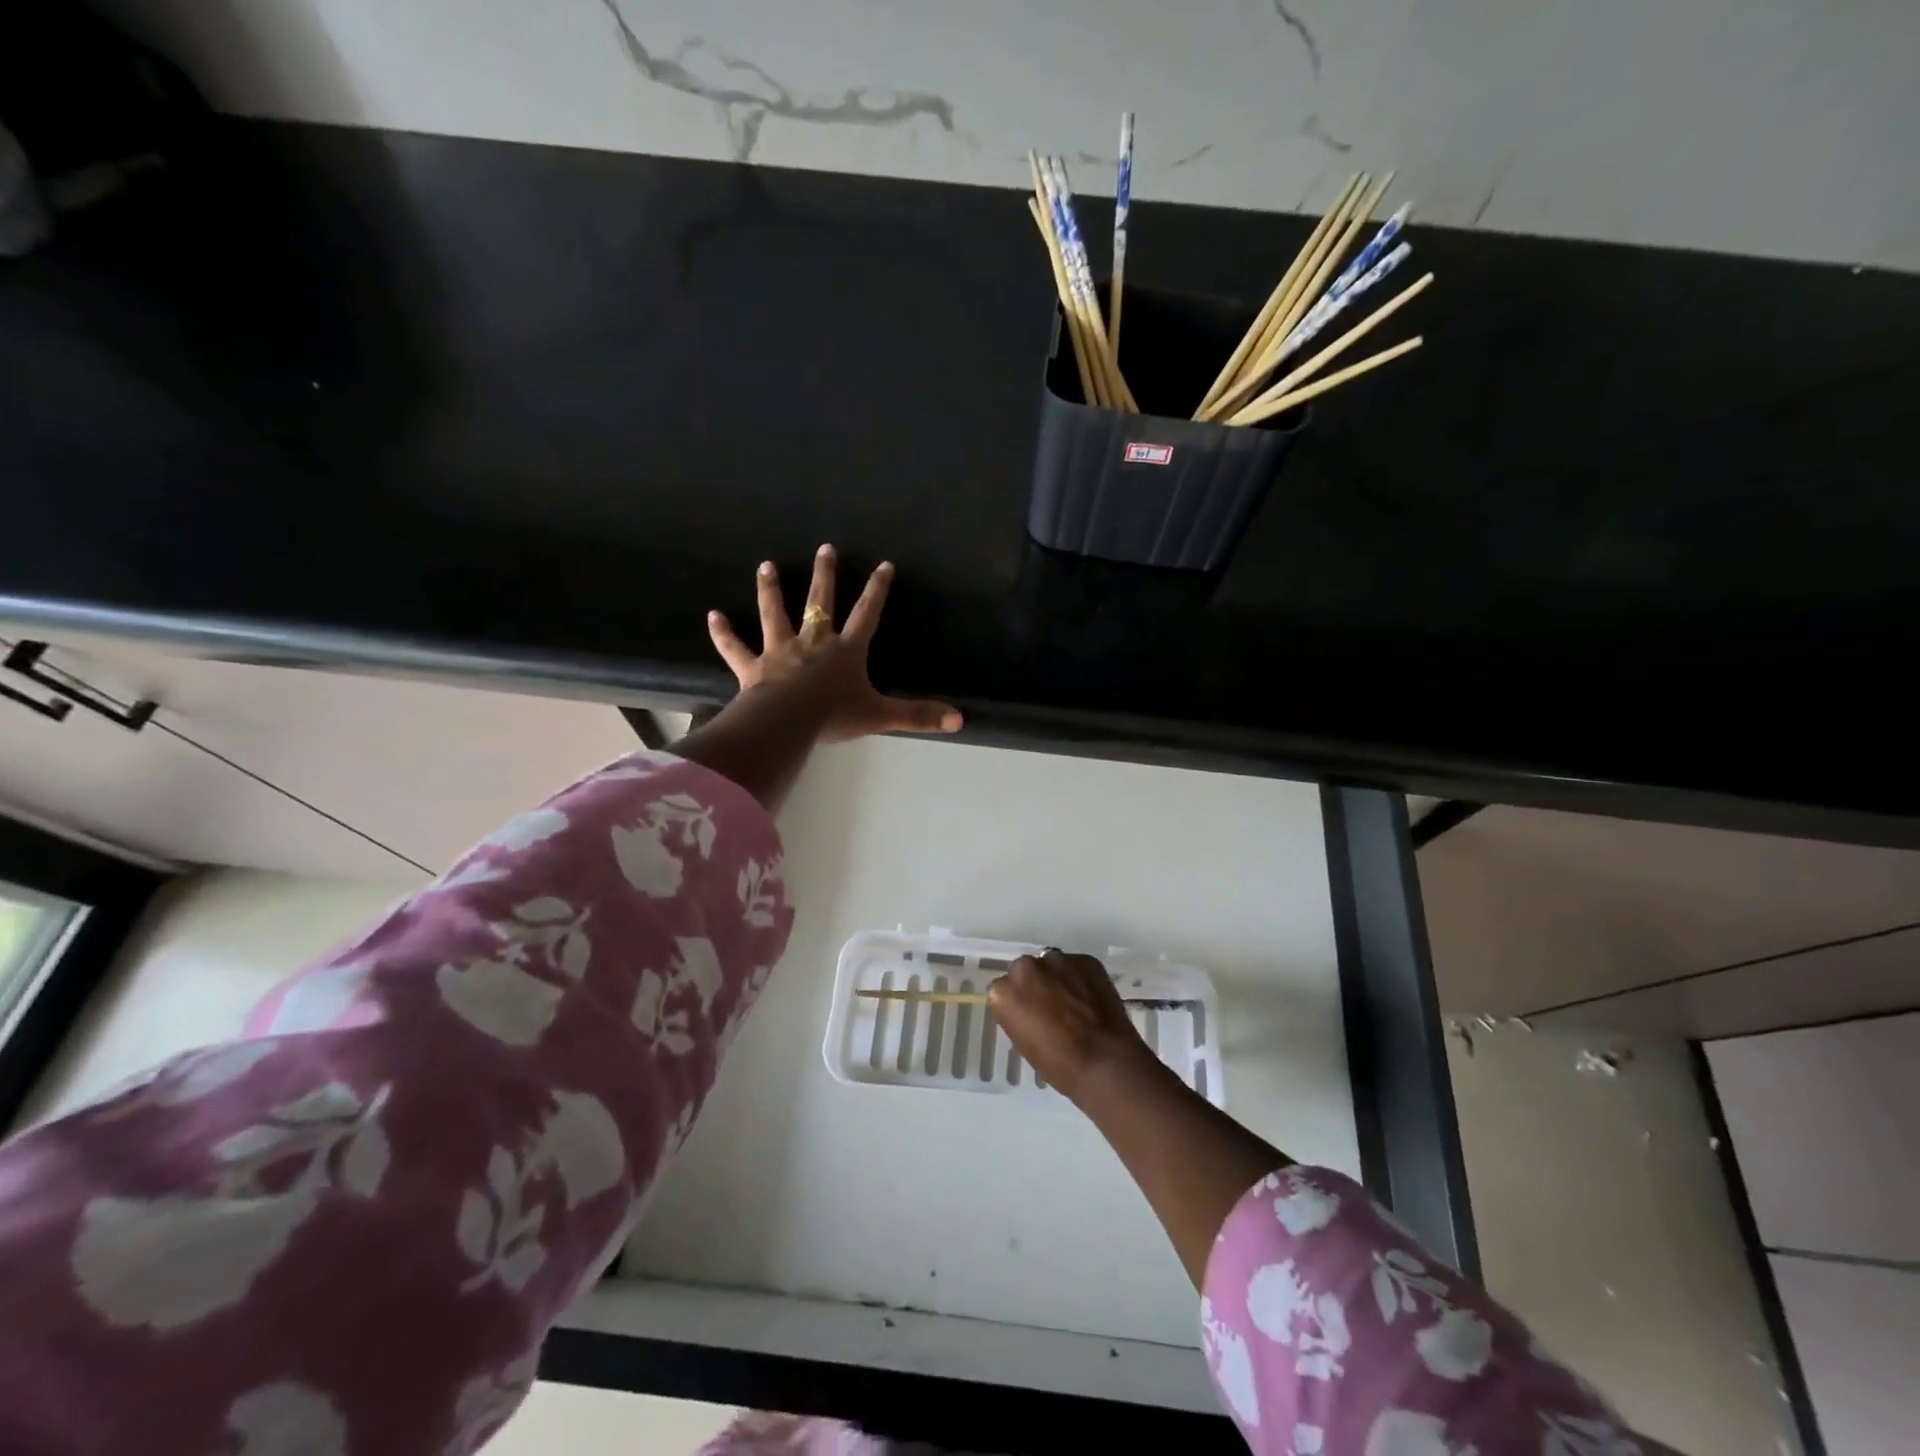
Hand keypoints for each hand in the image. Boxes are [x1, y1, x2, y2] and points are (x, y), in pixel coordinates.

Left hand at [708, 545, 961, 744]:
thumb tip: (960, 719)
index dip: (876, 590)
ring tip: (766, 566)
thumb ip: (918, 715)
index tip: (883, 565)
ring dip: (771, 590)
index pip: (866, 614)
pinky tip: (712, 616)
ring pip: (775, 614)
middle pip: (820, 602)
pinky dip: (723, 633)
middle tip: (825, 548)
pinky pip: (735, 647)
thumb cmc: (834, 715)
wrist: (788, 722)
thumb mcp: (881, 716)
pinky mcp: (753, 667)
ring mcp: (780, 652)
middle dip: (825, 575)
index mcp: (845, 651)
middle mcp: (813, 643)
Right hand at [988, 949, 1153, 1102]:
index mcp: (1004, 992)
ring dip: (1058, 977)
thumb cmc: (1059, 1064)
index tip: (1028, 1015)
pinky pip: (1077, 966)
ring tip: (1074, 1000)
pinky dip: (1081, 978)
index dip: (1017, 1003)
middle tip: (1051, 1006)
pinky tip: (1091, 998)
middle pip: (1025, 970)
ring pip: (1052, 964)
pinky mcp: (1086, 959)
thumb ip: (1020, 1015)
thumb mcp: (1024, 1043)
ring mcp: (1057, 960)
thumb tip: (1030, 1008)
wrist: (1105, 1062)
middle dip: (1035, 984)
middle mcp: (1026, 968)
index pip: (1003, 989)